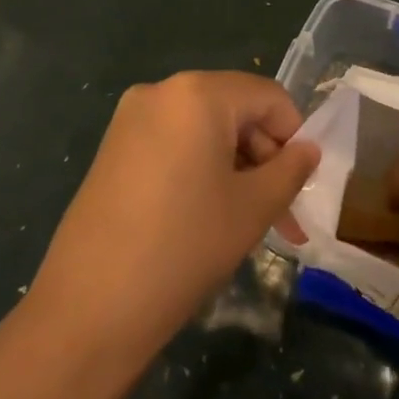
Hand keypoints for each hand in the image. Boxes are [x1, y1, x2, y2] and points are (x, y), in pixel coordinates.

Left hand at [27, 72, 319, 363]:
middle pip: (234, 110)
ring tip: (250, 223)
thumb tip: (308, 149)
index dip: (294, 136)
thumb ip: (290, 170)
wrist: (90, 307)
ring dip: (236, 169)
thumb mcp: (252, 208)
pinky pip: (174, 145)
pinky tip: (209, 216)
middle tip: (281, 216)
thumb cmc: (184, 246)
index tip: (301, 185)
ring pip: (204, 131)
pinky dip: (201, 170)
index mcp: (197, 93)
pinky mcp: (113, 148)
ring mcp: (130, 119)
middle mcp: (161, 92)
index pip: (267, 96)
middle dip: (264, 158)